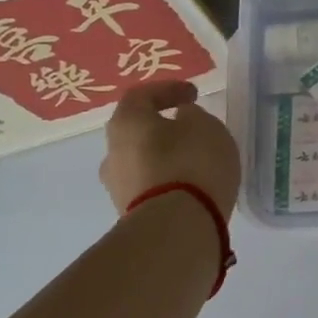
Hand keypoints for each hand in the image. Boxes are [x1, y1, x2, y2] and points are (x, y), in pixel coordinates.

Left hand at [98, 81, 241, 217]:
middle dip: (163, 128)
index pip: (141, 95)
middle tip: (191, 128)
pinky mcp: (131, 215)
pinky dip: (169, 181)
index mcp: (126, 123)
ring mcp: (118, 188)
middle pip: (137, 131)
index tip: (193, 95)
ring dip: (165, 157)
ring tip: (195, 161)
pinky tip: (191, 185)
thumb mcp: (205, 126)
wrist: (177, 228)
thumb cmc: (191, 163)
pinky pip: (151, 187)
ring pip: (143, 162)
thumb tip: (181, 120)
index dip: (168, 89)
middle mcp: (112, 153)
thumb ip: (193, 116)